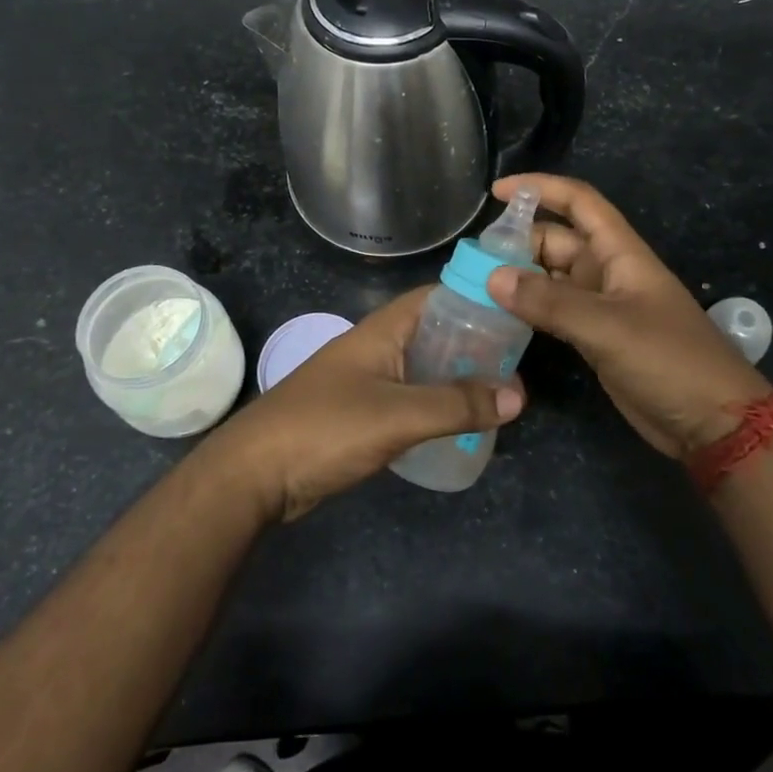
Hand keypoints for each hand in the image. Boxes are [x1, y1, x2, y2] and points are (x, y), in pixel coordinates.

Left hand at [200, 287, 524, 522]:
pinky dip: (435, 404)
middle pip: (433, 333)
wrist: (254, 475)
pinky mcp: (359, 414)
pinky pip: (408, 398)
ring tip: (499, 393)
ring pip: (421, 368)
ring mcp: (364, 381)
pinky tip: (458, 422)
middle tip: (517, 361)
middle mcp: (374, 348)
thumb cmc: (325, 429)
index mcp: (381, 331)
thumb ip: (457, 405)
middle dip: (473, 343)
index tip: (516, 311)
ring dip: (456, 377)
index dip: (476, 298)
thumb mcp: (398, 415)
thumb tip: (518, 396)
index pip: (436, 296)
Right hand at [486, 173, 767, 457]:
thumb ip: (550, 302)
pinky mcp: (595, 338)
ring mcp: (601, 306)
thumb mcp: (608, 327)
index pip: (579, 202)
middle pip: (557, 241)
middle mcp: (608, 272)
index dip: (540, 188)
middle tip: (472, 260)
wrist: (712, 422)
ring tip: (474, 286)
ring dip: (519, 278)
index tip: (497, 191)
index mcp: (620, 253)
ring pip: (551, 278)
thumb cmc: (669, 360)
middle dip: (518, 242)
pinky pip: (554, 312)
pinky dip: (528, 310)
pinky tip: (498, 318)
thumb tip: (492, 277)